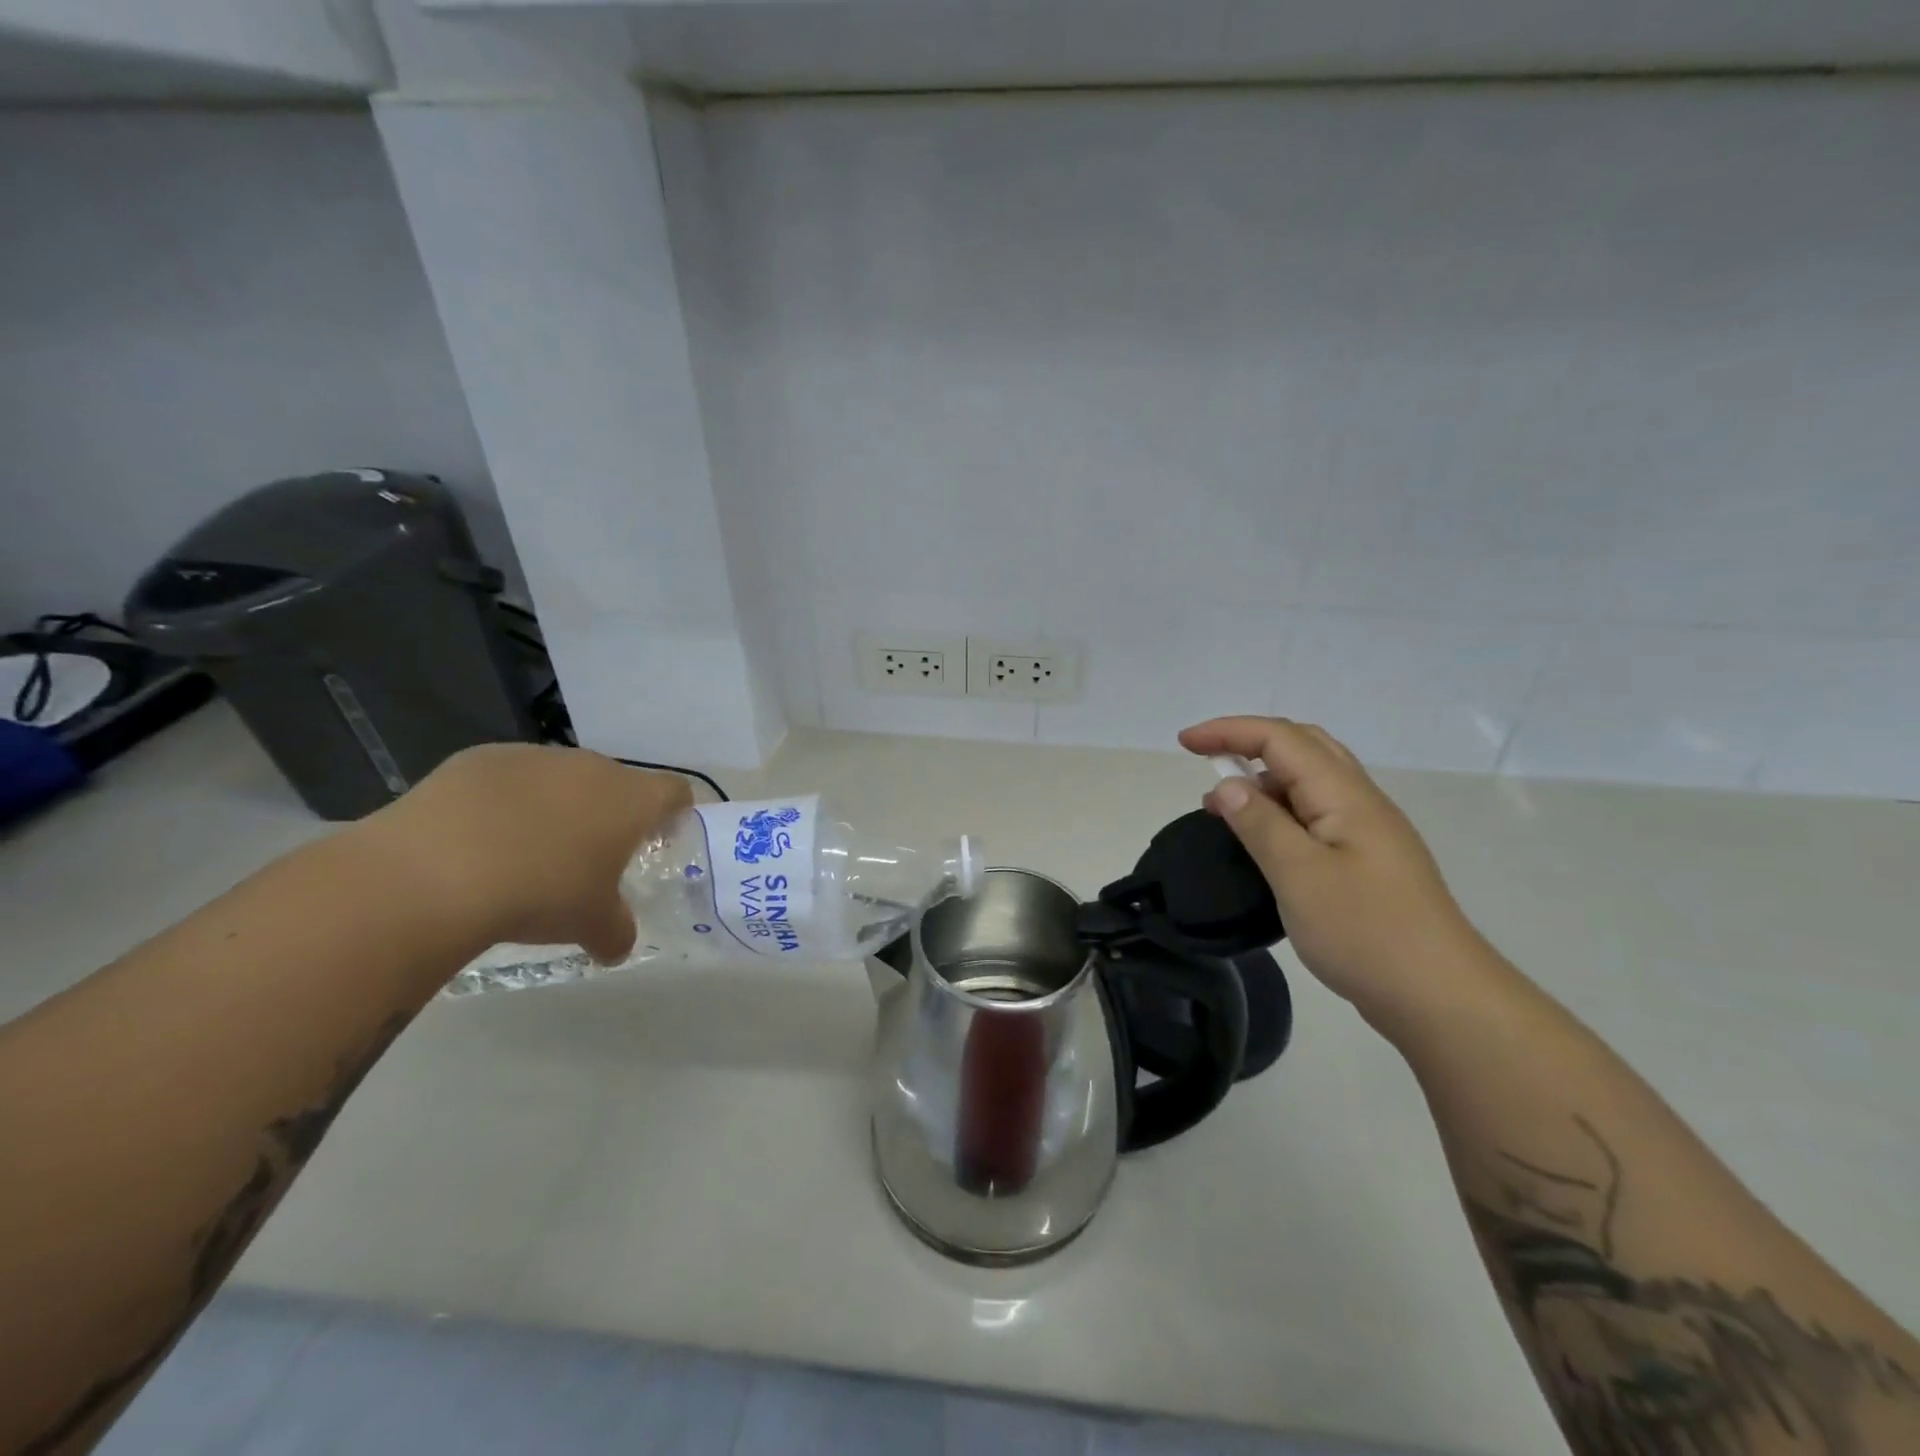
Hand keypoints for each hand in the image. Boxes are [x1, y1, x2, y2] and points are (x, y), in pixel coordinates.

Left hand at [363, 744, 692, 965]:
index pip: (675, 791)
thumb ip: (617, 932)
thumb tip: (617, 946)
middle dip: (609, 814)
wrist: (433, 871)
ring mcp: (534, 757)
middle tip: (591, 856)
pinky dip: (505, 803)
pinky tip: (479, 839)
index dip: (674, 813)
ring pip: (561, 779)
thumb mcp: (591, 925)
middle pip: (616, 783)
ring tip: (529, 851)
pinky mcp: (480, 759)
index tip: (661, 839)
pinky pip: (509, 779)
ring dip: (558, 806)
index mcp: (631, 799)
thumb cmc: (540, 893)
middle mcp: (590, 767)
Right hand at [1179, 716, 1486, 1025]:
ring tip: (1222, 808)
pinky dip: (1278, 812)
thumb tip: (1228, 785)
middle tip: (1205, 762)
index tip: (1184, 744)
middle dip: (1248, 743)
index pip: (1281, 738)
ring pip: (1309, 782)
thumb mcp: (1299, 875)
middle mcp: (1359, 802)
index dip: (1229, 731)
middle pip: (1302, 746)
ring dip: (1262, 780)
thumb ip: (1260, 824)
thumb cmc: (1365, 932)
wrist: (1439, 997)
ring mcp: (1366, 833)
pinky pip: (1314, 815)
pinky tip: (1260, 842)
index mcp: (1345, 795)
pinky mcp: (1365, 862)